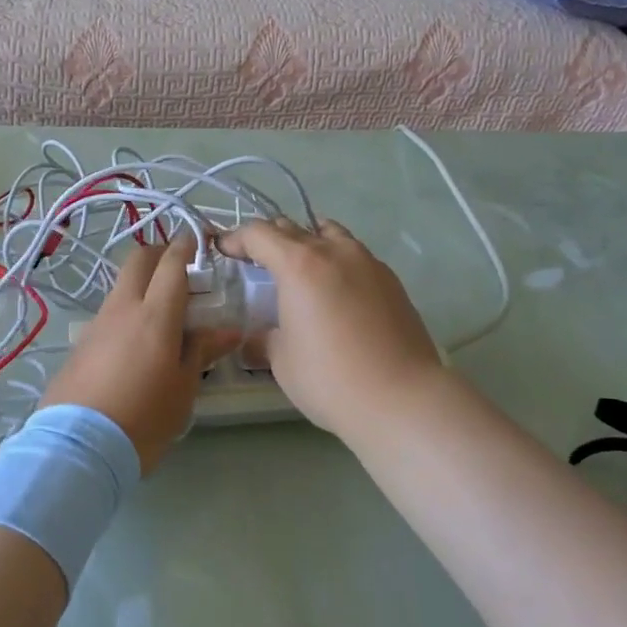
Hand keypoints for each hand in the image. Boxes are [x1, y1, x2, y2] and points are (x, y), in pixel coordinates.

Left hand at [41, 237, 238, 475]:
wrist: (80, 446)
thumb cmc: (145, 416)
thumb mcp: (184, 388)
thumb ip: (202, 351)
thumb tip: (228, 330)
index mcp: (155, 314)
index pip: (171, 264)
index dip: (185, 246)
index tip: (198, 241)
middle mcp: (123, 308)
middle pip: (138, 260)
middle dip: (159, 254)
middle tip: (179, 270)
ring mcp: (96, 323)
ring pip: (121, 286)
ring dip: (141, 285)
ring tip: (162, 314)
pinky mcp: (80, 343)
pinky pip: (108, 314)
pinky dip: (126, 312)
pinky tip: (135, 342)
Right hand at [217, 218, 448, 438]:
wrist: (403, 399)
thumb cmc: (330, 379)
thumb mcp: (282, 361)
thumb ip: (265, 339)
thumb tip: (257, 339)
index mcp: (299, 265)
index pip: (259, 234)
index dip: (236, 239)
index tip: (224, 250)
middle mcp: (334, 252)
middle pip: (293, 228)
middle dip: (269, 239)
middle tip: (256, 261)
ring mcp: (368, 262)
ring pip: (330, 234)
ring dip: (307, 242)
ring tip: (299, 269)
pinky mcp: (392, 281)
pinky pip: (355, 256)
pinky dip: (336, 262)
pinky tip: (335, 292)